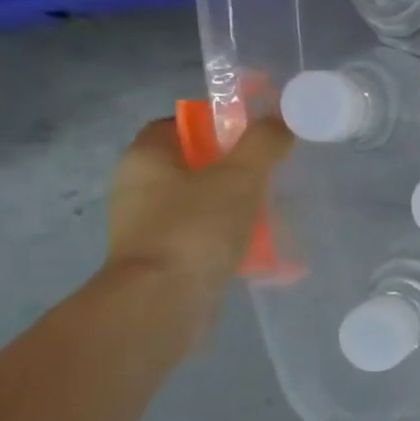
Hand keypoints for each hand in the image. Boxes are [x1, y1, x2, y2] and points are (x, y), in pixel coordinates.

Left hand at [103, 116, 291, 328]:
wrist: (162, 301)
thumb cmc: (196, 227)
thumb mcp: (240, 175)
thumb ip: (263, 142)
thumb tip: (281, 119)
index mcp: (146, 157)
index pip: (180, 124)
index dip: (218, 122)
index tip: (255, 134)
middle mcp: (138, 186)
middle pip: (195, 163)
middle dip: (236, 167)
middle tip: (273, 172)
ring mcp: (148, 225)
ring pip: (203, 201)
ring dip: (238, 203)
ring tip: (275, 211)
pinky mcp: (163, 257)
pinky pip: (204, 234)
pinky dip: (232, 236)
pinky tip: (262, 246)